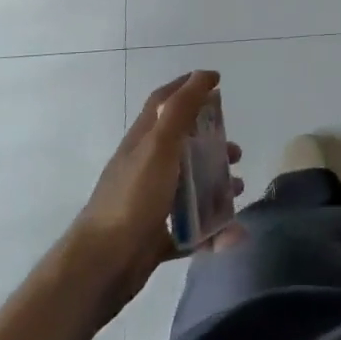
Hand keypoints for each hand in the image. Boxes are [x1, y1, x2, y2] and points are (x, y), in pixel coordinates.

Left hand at [62, 71, 242, 320]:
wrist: (102, 264)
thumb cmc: (133, 197)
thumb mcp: (159, 145)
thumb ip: (181, 110)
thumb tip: (204, 75)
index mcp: (143, 141)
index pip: (163, 102)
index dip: (187, 87)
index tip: (216, 82)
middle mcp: (146, 167)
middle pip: (183, 145)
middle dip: (212, 144)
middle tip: (236, 152)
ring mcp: (149, 203)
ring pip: (189, 187)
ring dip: (216, 187)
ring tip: (238, 190)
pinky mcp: (155, 237)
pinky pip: (190, 230)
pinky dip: (212, 231)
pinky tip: (231, 236)